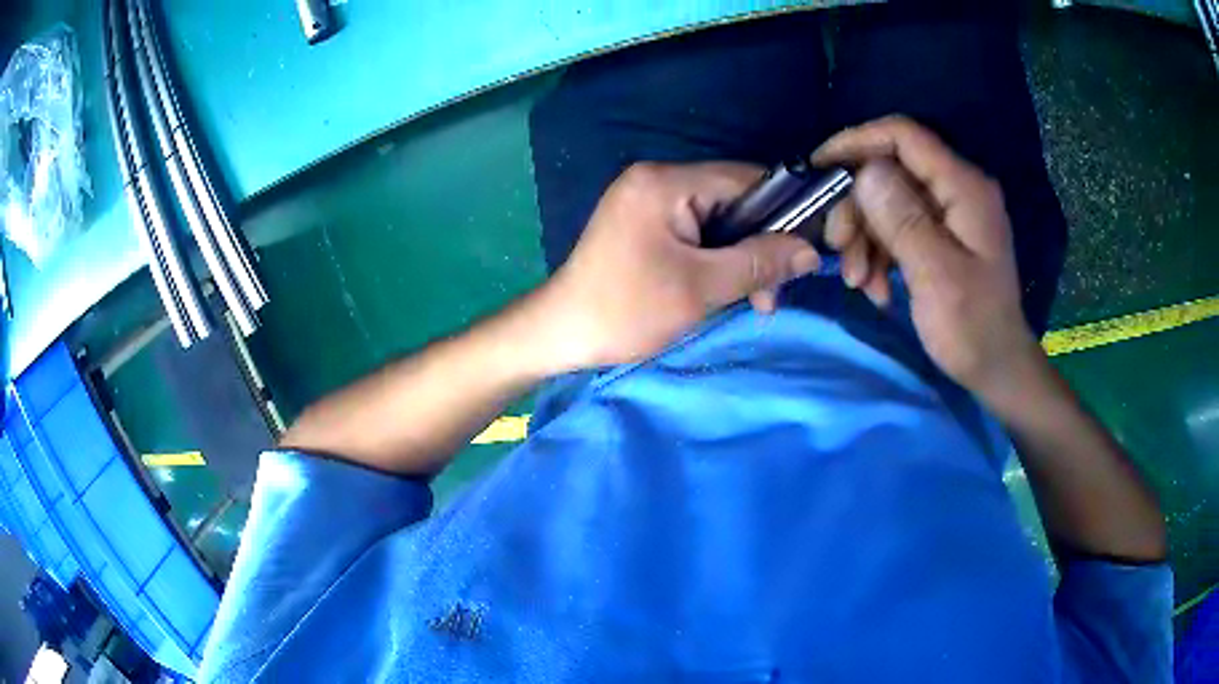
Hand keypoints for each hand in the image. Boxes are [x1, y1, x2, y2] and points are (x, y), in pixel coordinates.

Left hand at [540, 162, 819, 367]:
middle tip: (771, 295)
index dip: (783, 212)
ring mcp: (646, 198)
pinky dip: (716, 258)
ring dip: (740, 257)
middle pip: (733, 199)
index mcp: (665, 182)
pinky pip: (696, 230)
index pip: (746, 179)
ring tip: (754, 301)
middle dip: (760, 245)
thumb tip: (812, 251)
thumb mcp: (701, 288)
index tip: (804, 254)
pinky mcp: (643, 221)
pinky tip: (727, 289)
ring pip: (718, 218)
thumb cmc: (626, 310)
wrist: (559, 333)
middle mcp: (656, 178)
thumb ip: (759, 263)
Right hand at [813, 116, 1042, 399]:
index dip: (858, 141)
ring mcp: (949, 213)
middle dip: (857, 207)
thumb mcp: (936, 275)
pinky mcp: (942, 236)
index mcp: (963, 188)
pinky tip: (875, 288)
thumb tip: (864, 172)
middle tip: (835, 247)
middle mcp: (957, 189)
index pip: (904, 136)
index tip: (819, 166)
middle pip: (890, 172)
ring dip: (864, 238)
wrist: (996, 369)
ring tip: (857, 282)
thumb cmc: (973, 327)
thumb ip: (902, 218)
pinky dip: (879, 254)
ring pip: (888, 202)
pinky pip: (898, 228)